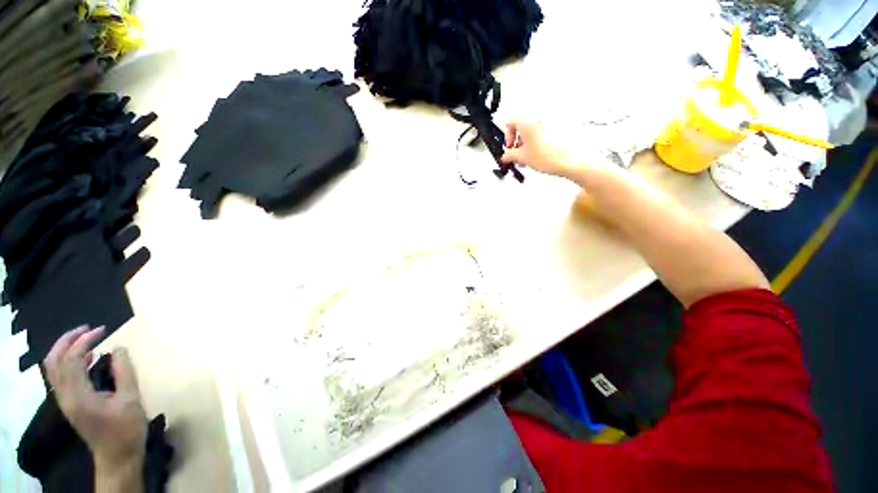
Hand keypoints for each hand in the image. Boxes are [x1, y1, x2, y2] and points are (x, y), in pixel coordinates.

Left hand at [44, 326, 146, 473]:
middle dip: (67, 341)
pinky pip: (61, 376)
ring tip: (87, 339)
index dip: (84, 341)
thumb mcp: (130, 400)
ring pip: (53, 368)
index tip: (103, 330)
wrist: (117, 456)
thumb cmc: (126, 429)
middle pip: (53, 362)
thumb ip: (124, 373)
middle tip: (88, 329)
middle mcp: (65, 396)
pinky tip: (87, 358)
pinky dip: (70, 361)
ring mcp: (65, 401)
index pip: (71, 360)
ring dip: (66, 349)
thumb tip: (118, 348)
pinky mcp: (70, 403)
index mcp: (78, 396)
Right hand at [501, 120, 582, 178]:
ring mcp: (548, 125)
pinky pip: (541, 135)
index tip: (510, 147)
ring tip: (526, 159)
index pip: (510, 121)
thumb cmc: (546, 156)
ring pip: (531, 132)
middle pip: (521, 127)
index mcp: (528, 122)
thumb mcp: (522, 157)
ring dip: (525, 145)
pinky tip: (535, 157)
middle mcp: (538, 120)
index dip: (507, 135)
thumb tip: (504, 156)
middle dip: (517, 142)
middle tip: (517, 155)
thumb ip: (509, 155)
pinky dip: (535, 144)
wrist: (568, 161)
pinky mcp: (556, 132)